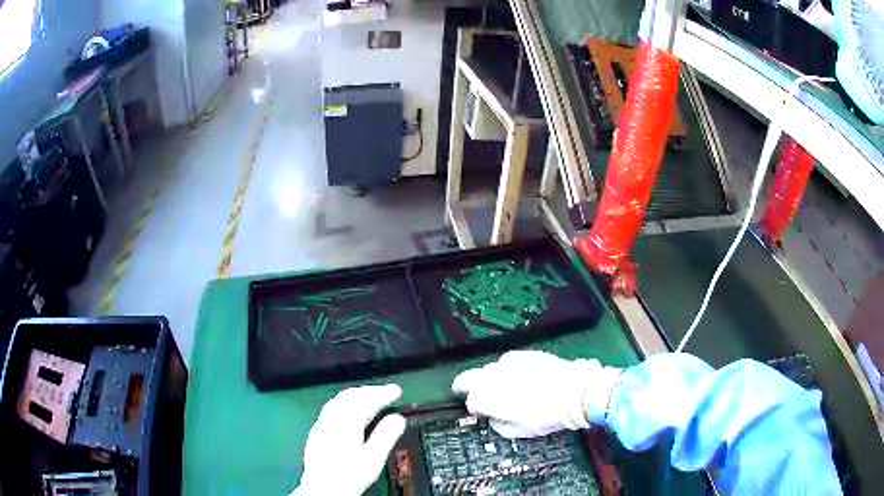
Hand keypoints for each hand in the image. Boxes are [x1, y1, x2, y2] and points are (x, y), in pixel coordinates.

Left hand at [292, 384, 405, 495]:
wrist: (323, 489)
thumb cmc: (349, 475)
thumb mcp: (374, 457)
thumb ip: (386, 435)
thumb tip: (398, 419)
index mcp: (346, 422)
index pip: (366, 400)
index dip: (383, 393)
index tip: (396, 391)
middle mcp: (331, 419)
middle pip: (350, 396)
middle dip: (369, 391)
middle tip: (386, 392)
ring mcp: (321, 425)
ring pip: (339, 401)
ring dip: (357, 396)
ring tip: (371, 399)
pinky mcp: (317, 433)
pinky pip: (332, 409)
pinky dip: (346, 405)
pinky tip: (350, 414)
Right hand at [452, 350, 621, 437]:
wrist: (573, 392)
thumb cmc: (544, 417)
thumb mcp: (517, 431)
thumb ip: (497, 424)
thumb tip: (493, 416)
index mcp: (487, 398)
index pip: (470, 402)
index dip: (475, 409)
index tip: (483, 413)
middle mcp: (491, 377)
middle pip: (467, 378)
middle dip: (468, 387)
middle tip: (477, 395)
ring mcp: (507, 363)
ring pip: (488, 369)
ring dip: (491, 378)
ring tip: (508, 388)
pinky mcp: (524, 354)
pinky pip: (509, 361)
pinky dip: (510, 370)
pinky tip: (523, 377)